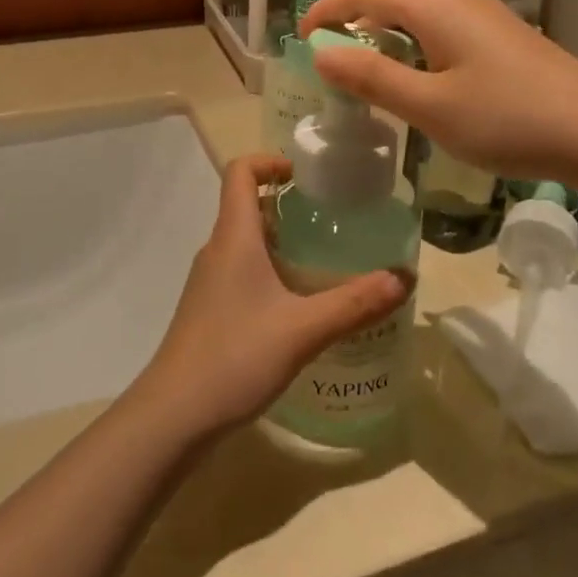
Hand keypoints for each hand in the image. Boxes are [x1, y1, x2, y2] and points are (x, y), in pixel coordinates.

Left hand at [135, 156, 409, 439]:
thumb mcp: (303, 330)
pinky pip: (240, 271)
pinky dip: (268, 271)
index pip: (240, 172)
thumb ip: (355, 303)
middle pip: (246, 206)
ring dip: (279, 241)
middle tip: (330, 221)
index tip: (304, 176)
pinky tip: (296, 305)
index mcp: (233, 237)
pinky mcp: (208, 310)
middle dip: (287, 205)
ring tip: (322, 261)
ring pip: (244, 242)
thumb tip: (403, 277)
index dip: (269, 161)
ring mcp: (208, 282)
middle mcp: (216, 250)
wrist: (174, 415)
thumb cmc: (235, 356)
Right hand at [301, 0, 577, 186]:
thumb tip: (321, 53)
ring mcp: (483, 15)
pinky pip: (440, 31)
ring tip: (366, 78)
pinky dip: (413, 48)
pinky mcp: (501, 35)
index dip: (325, 12)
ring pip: (415, 17)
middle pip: (388, 0)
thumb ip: (371, 77)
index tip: (299, 40)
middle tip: (330, 67)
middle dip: (352, 27)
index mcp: (432, 5)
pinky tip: (419, 82)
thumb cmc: (507, 119)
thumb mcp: (429, 106)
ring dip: (384, 40)